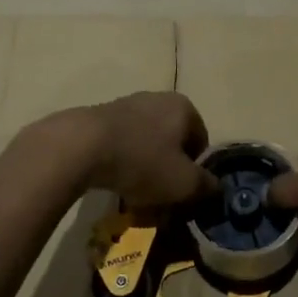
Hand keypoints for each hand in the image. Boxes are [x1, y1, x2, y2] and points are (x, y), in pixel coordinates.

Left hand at [54, 92, 216, 206]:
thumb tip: (215, 188)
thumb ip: (206, 187)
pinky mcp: (102, 116)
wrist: (82, 146)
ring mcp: (128, 104)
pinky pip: (122, 143)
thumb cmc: (143, 161)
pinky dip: (122, 162)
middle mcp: (158, 98)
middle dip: (168, 171)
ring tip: (134, 194)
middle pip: (172, 143)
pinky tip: (113, 181)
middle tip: (159, 198)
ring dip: (145, 169)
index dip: (195, 172)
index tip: (182, 193)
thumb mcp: (183, 183)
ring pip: (147, 144)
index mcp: (184, 107)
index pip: (201, 142)